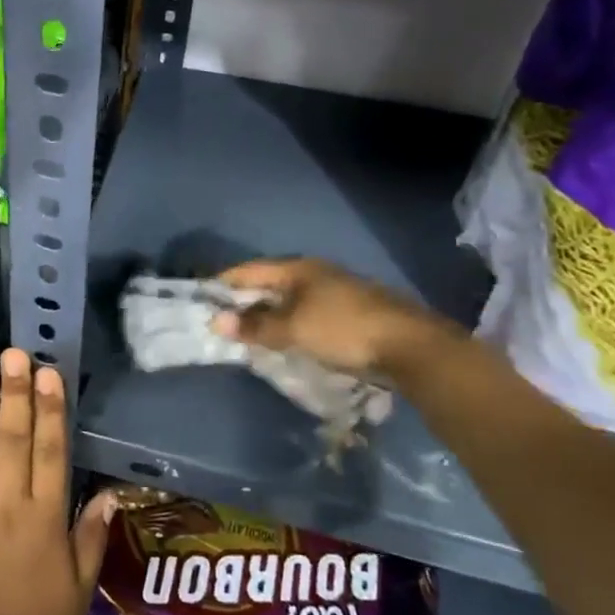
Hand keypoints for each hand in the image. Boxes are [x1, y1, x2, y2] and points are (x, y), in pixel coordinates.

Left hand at [0, 349, 115, 614]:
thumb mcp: (77, 596)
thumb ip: (90, 542)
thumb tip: (109, 496)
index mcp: (44, 521)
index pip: (51, 453)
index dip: (51, 410)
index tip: (48, 373)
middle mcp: (8, 507)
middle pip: (14, 441)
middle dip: (16, 394)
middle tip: (14, 353)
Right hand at [210, 257, 458, 375]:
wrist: (412, 346)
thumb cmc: (344, 330)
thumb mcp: (293, 329)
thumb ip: (255, 326)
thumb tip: (216, 321)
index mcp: (298, 268)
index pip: (249, 270)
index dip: (224, 282)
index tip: (202, 298)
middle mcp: (316, 273)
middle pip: (270, 283)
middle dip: (245, 300)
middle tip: (222, 320)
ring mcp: (337, 291)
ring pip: (291, 299)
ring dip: (269, 314)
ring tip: (250, 334)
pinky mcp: (352, 313)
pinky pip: (308, 313)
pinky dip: (291, 324)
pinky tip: (288, 340)